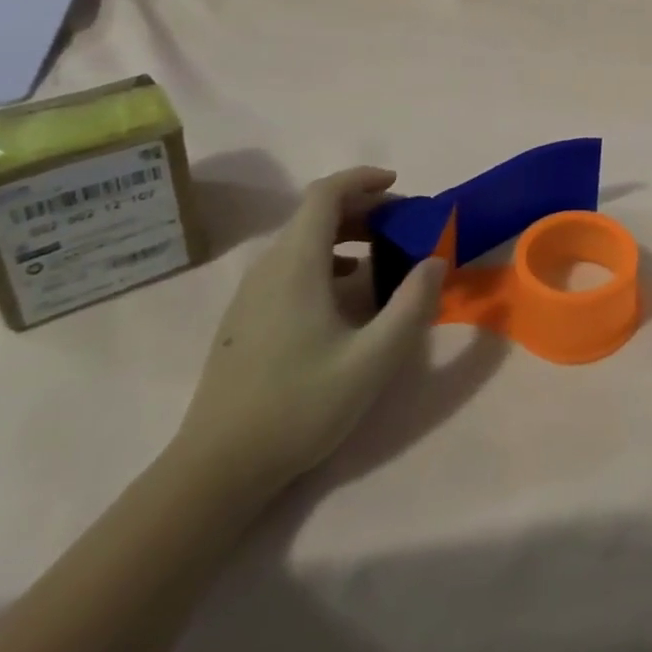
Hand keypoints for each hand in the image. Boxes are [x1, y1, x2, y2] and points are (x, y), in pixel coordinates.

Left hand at [173, 165, 444, 492]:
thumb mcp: (373, 359)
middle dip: (363, 208)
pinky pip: (290, 266)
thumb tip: (435, 261)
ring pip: (301, 240)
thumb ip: (412, 305)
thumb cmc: (299, 406)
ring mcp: (251, 294)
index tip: (397, 185)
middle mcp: (269, 268)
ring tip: (382, 256)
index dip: (362, 179)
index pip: (325, 194)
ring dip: (345, 234)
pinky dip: (326, 259)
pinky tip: (346, 295)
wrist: (216, 471)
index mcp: (296, 265)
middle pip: (315, 214)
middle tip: (403, 226)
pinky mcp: (245, 318)